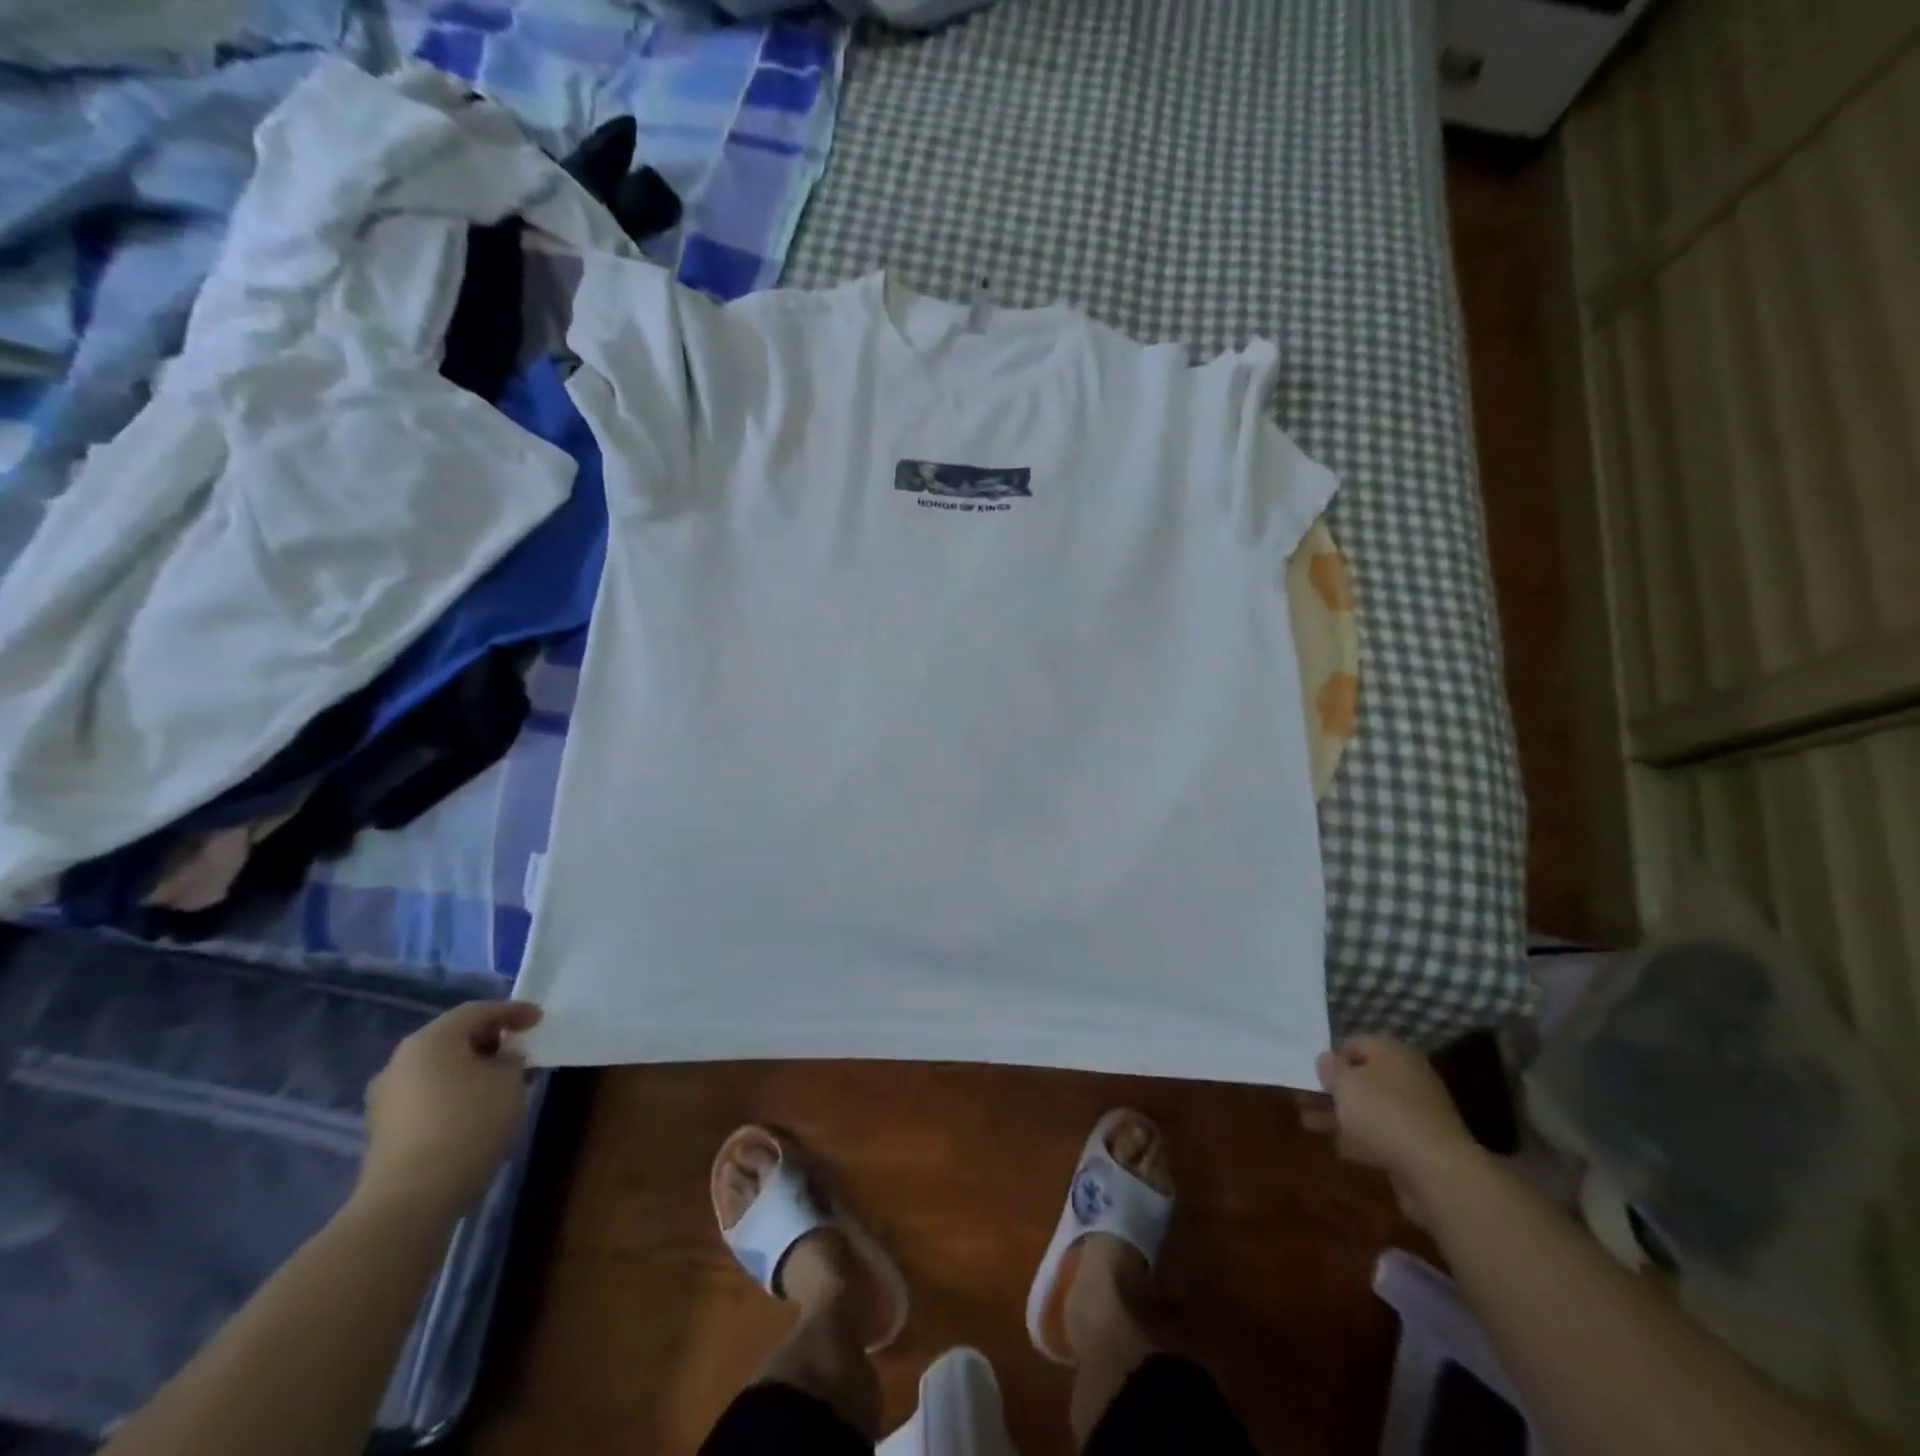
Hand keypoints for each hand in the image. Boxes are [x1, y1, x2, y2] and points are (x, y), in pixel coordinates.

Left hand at [355, 1001, 542, 1222]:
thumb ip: (511, 1060)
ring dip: (474, 1068)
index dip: (512, 1011)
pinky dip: (457, 1092)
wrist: (411, 1200)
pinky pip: (429, 1095)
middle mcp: (400, 1062)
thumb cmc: (468, 1124)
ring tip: (504, 1081)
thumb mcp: (508, 1082)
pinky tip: (480, 1108)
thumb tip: (502, 1060)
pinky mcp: (386, 1130)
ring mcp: (387, 1099)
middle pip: (453, 1038)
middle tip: (521, 1048)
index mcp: (429, 1041)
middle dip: (491, 1040)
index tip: (539, 1019)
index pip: (477, 1011)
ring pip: (440, 1068)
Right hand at [1296, 1035, 1483, 1221]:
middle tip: (1301, 1097)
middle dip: (1331, 1089)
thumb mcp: (1345, 1083)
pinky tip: (1338, 1147)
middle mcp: (1407, 1078)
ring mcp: (1415, 1114)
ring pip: (1368, 1109)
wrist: (1437, 1173)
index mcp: (1394, 1054)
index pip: (1355, 1044)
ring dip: (1338, 1115)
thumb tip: (1327, 1060)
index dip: (1330, 1056)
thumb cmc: (1384, 1113)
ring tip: (1307, 1122)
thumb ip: (1330, 1069)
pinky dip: (1359, 1139)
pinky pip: (1380, 1136)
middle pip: (1361, 1078)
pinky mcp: (1417, 1146)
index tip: (1309, 1071)